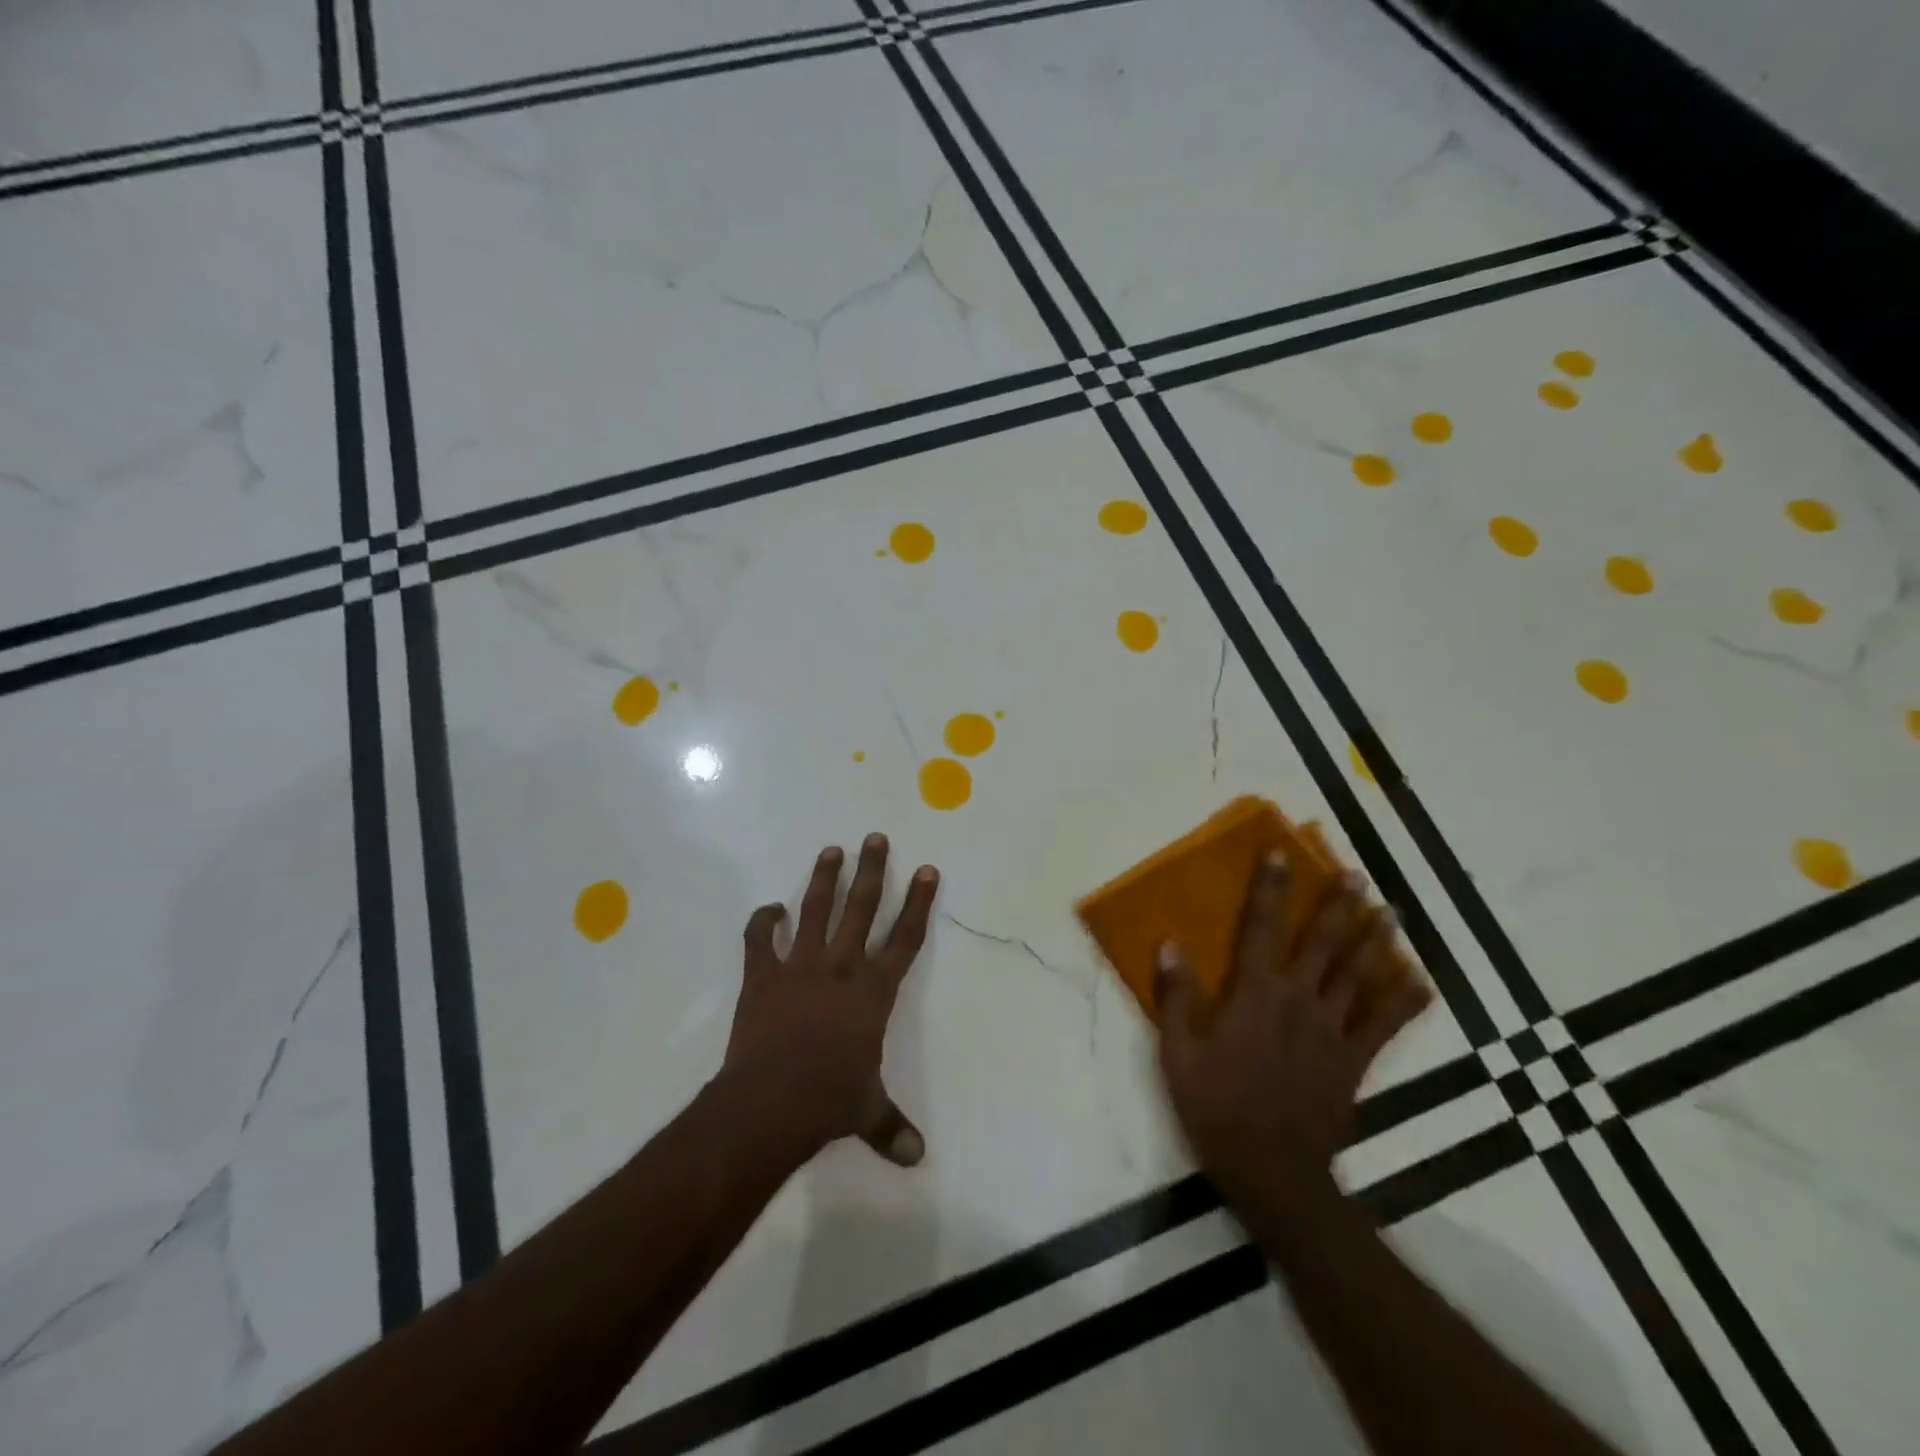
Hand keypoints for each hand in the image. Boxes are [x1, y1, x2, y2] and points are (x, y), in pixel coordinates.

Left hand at [722, 833, 939, 1167]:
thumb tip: (919, 1159)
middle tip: (876, 838)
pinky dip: (763, 922)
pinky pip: (761, 940)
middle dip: (873, 871)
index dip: (919, 903)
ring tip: (832, 850)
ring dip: (824, 880)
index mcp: (873, 992)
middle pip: (863, 909)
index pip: (905, 939)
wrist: (769, 1104)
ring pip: (816, 912)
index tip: (928, 871)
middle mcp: (842, 968)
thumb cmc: (828, 1102)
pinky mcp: (763, 976)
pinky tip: (769, 910)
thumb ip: (892, 1128)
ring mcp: (800, 967)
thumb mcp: (867, 1112)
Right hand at [1156, 855, 1431, 1214]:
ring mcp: (1333, 1031)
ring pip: (1359, 976)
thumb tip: (1170, 943)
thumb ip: (1176, 997)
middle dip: (1339, 906)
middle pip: (1323, 944)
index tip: (1281, 855)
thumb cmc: (1217, 1109)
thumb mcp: (1178, 1054)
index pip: (1261, 928)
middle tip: (1358, 876)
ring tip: (1391, 911)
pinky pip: (1386, 1026)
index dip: (1270, 889)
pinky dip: (1404, 1001)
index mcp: (1254, 995)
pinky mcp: (1355, 1062)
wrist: (1274, 1174)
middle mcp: (1298, 1001)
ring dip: (1375, 940)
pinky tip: (1420, 981)